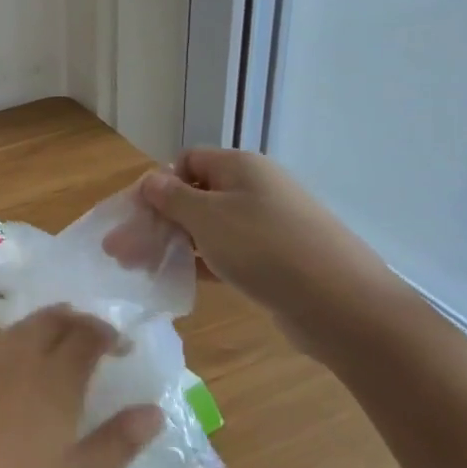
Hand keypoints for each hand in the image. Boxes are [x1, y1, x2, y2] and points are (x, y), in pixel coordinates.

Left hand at [0, 307, 163, 467]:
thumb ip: (119, 442)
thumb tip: (154, 410)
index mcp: (54, 379)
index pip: (86, 335)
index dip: (108, 334)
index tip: (125, 346)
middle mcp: (19, 358)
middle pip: (51, 319)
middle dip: (78, 320)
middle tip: (98, 336)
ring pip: (21, 325)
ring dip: (47, 323)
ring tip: (64, 340)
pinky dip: (19, 335)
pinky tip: (21, 359)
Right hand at [105, 149, 402, 344]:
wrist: (344, 306)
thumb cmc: (265, 248)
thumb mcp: (207, 217)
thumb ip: (171, 197)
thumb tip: (151, 180)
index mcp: (240, 167)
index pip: (186, 161)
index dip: (157, 184)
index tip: (136, 215)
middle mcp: (256, 189)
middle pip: (194, 195)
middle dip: (156, 220)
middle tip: (122, 251)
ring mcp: (269, 225)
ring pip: (208, 227)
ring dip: (174, 243)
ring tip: (142, 268)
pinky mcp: (277, 259)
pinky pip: (229, 252)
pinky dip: (202, 261)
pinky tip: (180, 280)